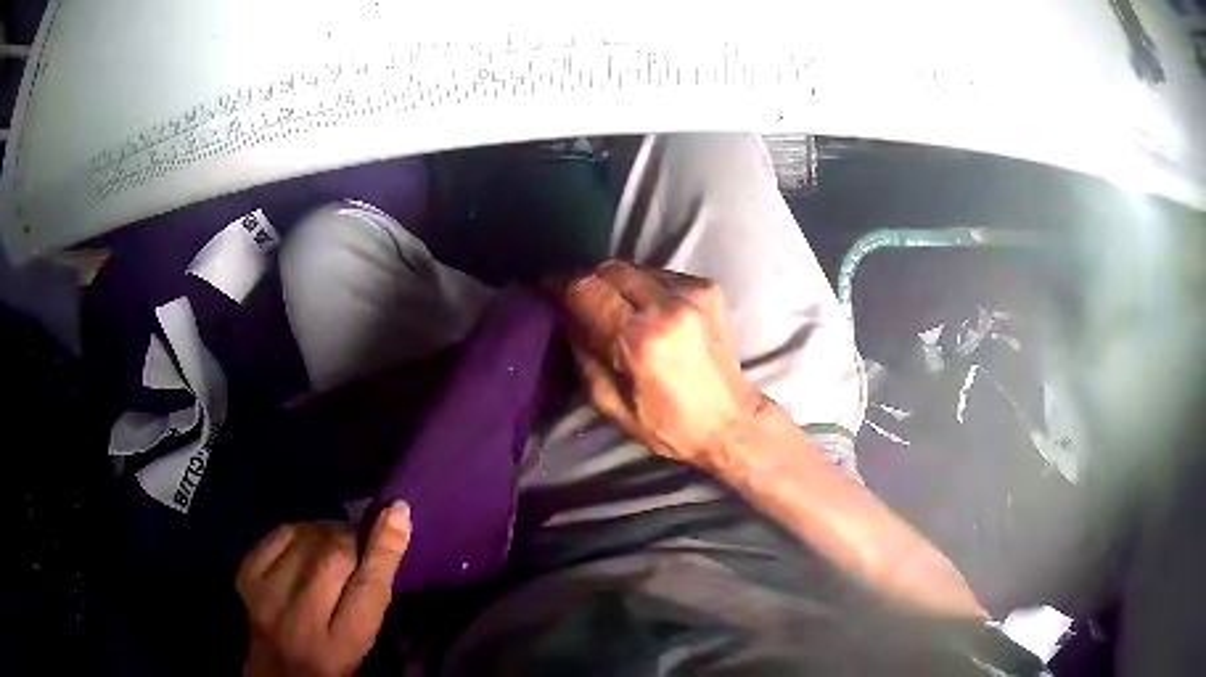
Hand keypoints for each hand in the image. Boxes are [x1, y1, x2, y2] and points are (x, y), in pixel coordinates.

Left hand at [235, 502, 411, 676]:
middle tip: (362, 535)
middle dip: (352, 536)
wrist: (278, 669)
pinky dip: (300, 529)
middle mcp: (301, 621)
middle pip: (334, 558)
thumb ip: (374, 588)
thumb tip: (395, 520)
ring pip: (306, 539)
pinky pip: (279, 533)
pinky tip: (307, 539)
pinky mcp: (245, 576)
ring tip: (335, 540)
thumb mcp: (363, 635)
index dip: (384, 546)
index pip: (368, 588)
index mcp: (342, 645)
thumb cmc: (333, 656)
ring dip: (327, 530)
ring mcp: (266, 596)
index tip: (399, 509)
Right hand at [551, 260, 765, 469]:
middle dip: (589, 281)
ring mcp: (693, 292)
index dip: (560, 284)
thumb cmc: (669, 425)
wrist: (731, 421)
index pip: (586, 289)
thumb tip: (567, 317)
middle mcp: (668, 305)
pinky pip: (661, 275)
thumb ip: (584, 354)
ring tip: (617, 308)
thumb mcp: (611, 405)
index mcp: (640, 339)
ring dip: (618, 284)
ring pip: (635, 268)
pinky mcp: (709, 288)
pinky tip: (648, 311)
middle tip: (582, 301)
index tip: (547, 288)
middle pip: (610, 268)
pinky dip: (645, 287)